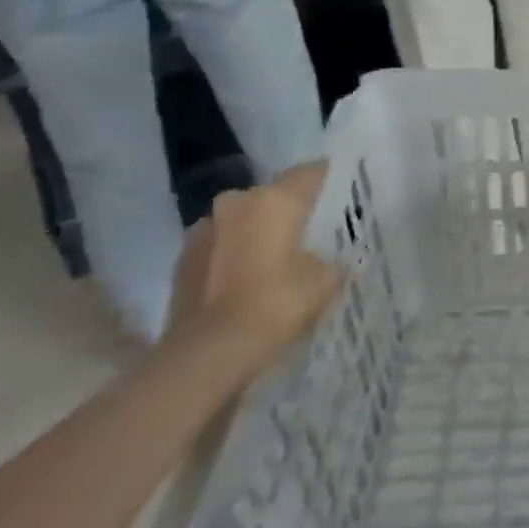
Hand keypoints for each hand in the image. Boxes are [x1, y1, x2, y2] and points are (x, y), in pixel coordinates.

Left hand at [166, 164, 343, 376]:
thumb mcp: (325, 282)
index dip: (331, 180)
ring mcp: (204, 230)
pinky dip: (236, 256)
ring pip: (244, 221)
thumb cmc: (274, 305)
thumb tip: (337, 259)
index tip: (345, 193)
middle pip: (273, 196)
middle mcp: (236, 202)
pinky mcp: (182, 260)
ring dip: (259, 233)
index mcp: (274, 199)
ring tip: (279, 259)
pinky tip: (250, 281)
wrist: (205, 355)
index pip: (311, 172)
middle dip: (291, 211)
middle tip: (313, 232)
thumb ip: (335, 261)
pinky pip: (221, 246)